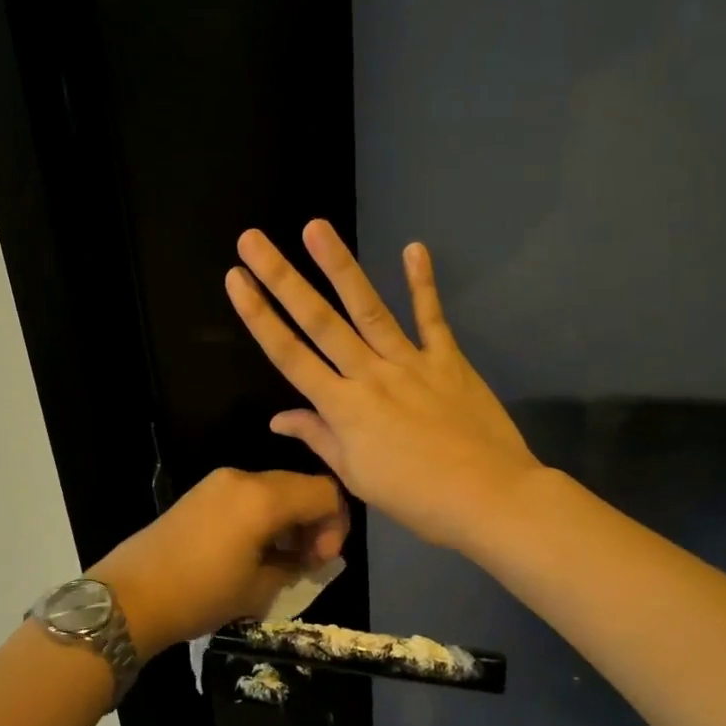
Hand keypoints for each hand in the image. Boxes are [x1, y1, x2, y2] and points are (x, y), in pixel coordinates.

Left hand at [88, 467, 349, 656]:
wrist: (129, 596)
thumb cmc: (200, 595)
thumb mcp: (259, 589)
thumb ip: (295, 565)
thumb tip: (308, 557)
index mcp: (263, 497)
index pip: (324, 492)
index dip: (336, 525)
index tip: (322, 561)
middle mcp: (243, 478)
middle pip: (300, 485)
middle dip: (313, 521)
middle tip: (306, 562)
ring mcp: (218, 482)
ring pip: (274, 489)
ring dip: (288, 519)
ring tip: (280, 560)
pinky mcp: (200, 493)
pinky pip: (247, 495)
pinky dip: (263, 516)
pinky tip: (253, 550)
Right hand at [225, 220, 543, 551]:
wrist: (489, 498)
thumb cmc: (416, 497)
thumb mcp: (356, 476)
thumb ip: (319, 438)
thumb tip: (278, 418)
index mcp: (342, 408)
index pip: (289, 355)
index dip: (259, 316)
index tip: (236, 280)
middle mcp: (369, 375)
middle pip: (319, 321)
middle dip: (282, 278)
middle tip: (254, 239)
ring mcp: (410, 362)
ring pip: (367, 308)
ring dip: (339, 266)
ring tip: (316, 227)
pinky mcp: (447, 359)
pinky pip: (432, 317)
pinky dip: (422, 283)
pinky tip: (414, 248)